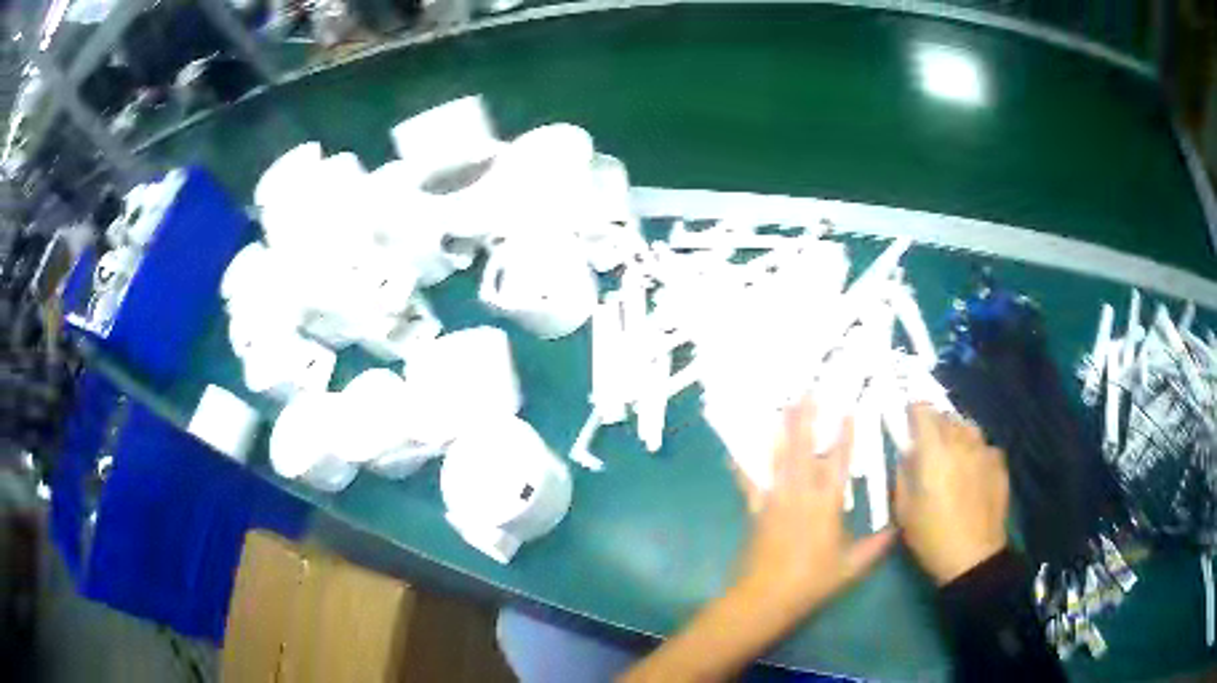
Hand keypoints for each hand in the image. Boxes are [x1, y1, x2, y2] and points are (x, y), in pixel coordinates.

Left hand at [734, 399, 895, 617]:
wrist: (766, 598)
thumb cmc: (811, 582)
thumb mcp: (850, 568)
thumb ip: (874, 547)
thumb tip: (896, 530)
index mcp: (827, 506)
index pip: (840, 464)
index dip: (845, 436)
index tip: (847, 409)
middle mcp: (800, 496)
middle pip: (803, 450)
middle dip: (805, 419)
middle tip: (806, 391)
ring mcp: (775, 500)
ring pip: (777, 459)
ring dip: (779, 431)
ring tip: (779, 406)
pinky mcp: (755, 510)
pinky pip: (749, 483)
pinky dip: (743, 466)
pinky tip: (734, 450)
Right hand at [895, 405, 1008, 584]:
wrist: (973, 557)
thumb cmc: (932, 536)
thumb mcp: (904, 510)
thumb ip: (903, 474)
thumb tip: (906, 454)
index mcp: (934, 451)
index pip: (923, 410)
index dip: (913, 411)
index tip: (907, 421)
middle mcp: (961, 442)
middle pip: (946, 416)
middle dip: (933, 423)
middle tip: (926, 443)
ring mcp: (984, 450)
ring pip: (968, 427)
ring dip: (956, 432)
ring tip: (951, 453)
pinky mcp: (999, 463)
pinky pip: (984, 446)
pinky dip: (975, 450)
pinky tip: (972, 470)